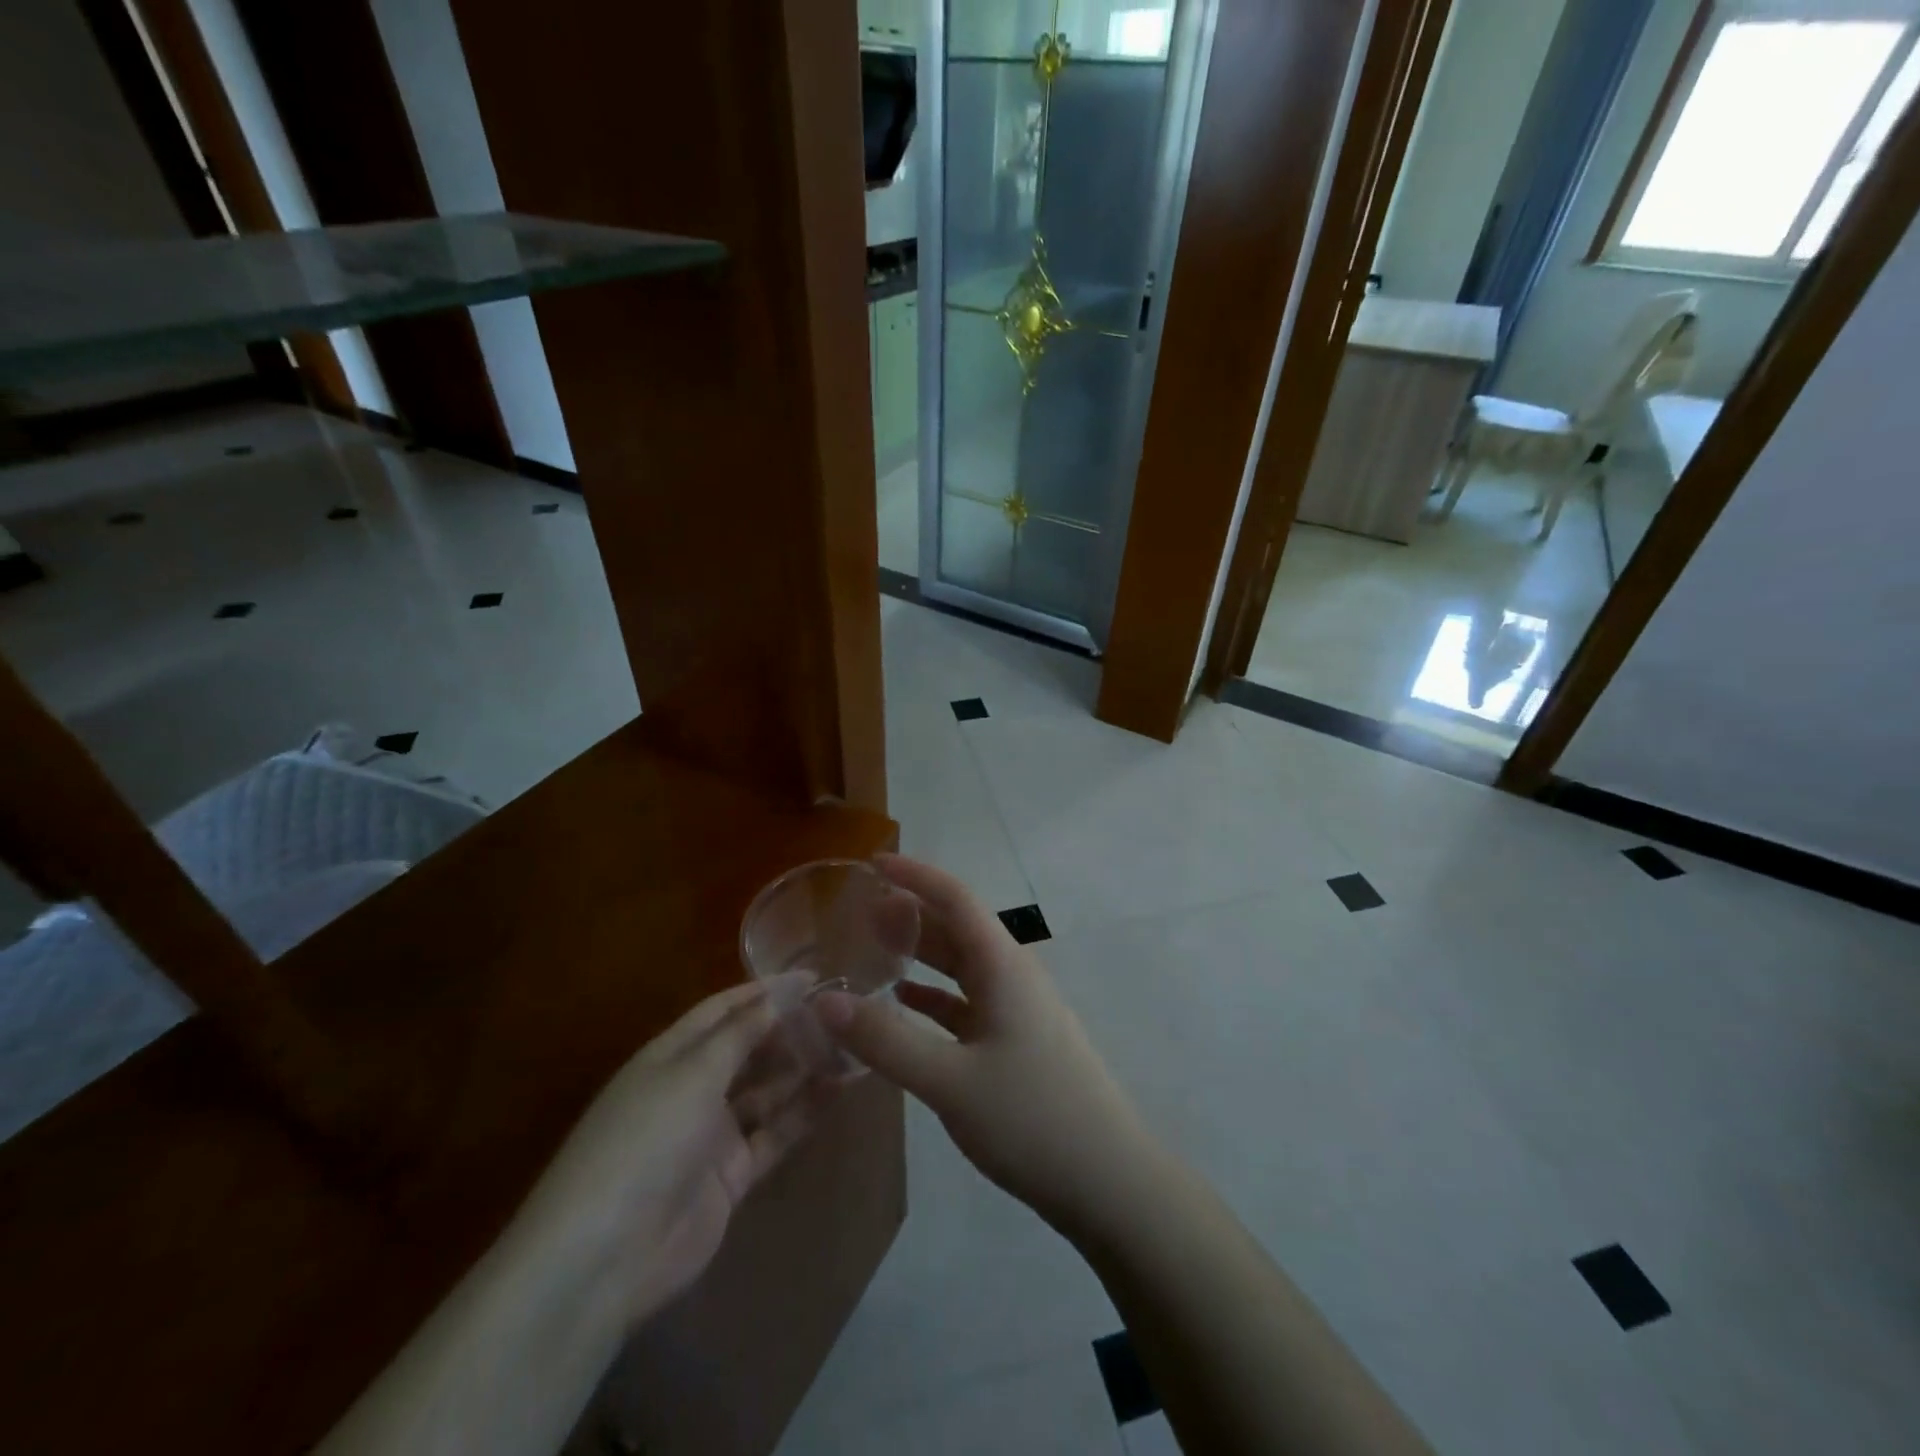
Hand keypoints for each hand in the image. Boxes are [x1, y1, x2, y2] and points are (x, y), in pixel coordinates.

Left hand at [510, 975, 824, 1331]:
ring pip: (766, 1089)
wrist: (604, 1258)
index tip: (814, 976)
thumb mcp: (694, 1073)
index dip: (766, 991)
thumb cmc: (646, 1141)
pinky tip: (837, 1089)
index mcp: (671, 1055)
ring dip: (802, 1068)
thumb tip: (783, 989)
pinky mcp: (730, 1176)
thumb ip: (744, 1031)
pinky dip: (803, 1112)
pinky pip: (774, 1133)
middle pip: (748, 1048)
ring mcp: (711, 1134)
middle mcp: (691, 1088)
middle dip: (790, 1029)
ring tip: (850, 1045)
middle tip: (842, 1013)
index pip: (724, 1010)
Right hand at [814, 855, 1156, 1243]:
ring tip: (875, 949)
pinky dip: (936, 997)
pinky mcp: (1018, 1043)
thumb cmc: (1032, 1119)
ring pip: (963, 967)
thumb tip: (824, 1002)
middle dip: (912, 913)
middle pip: (958, 928)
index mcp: (1003, 967)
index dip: (916, 875)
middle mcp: (1013, 977)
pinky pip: (969, 1003)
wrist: (1108, 1182)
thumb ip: (886, 1041)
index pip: (956, 898)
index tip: (872, 863)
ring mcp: (1019, 1011)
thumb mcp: (950, 1081)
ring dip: (922, 955)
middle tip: (860, 911)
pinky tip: (906, 1005)